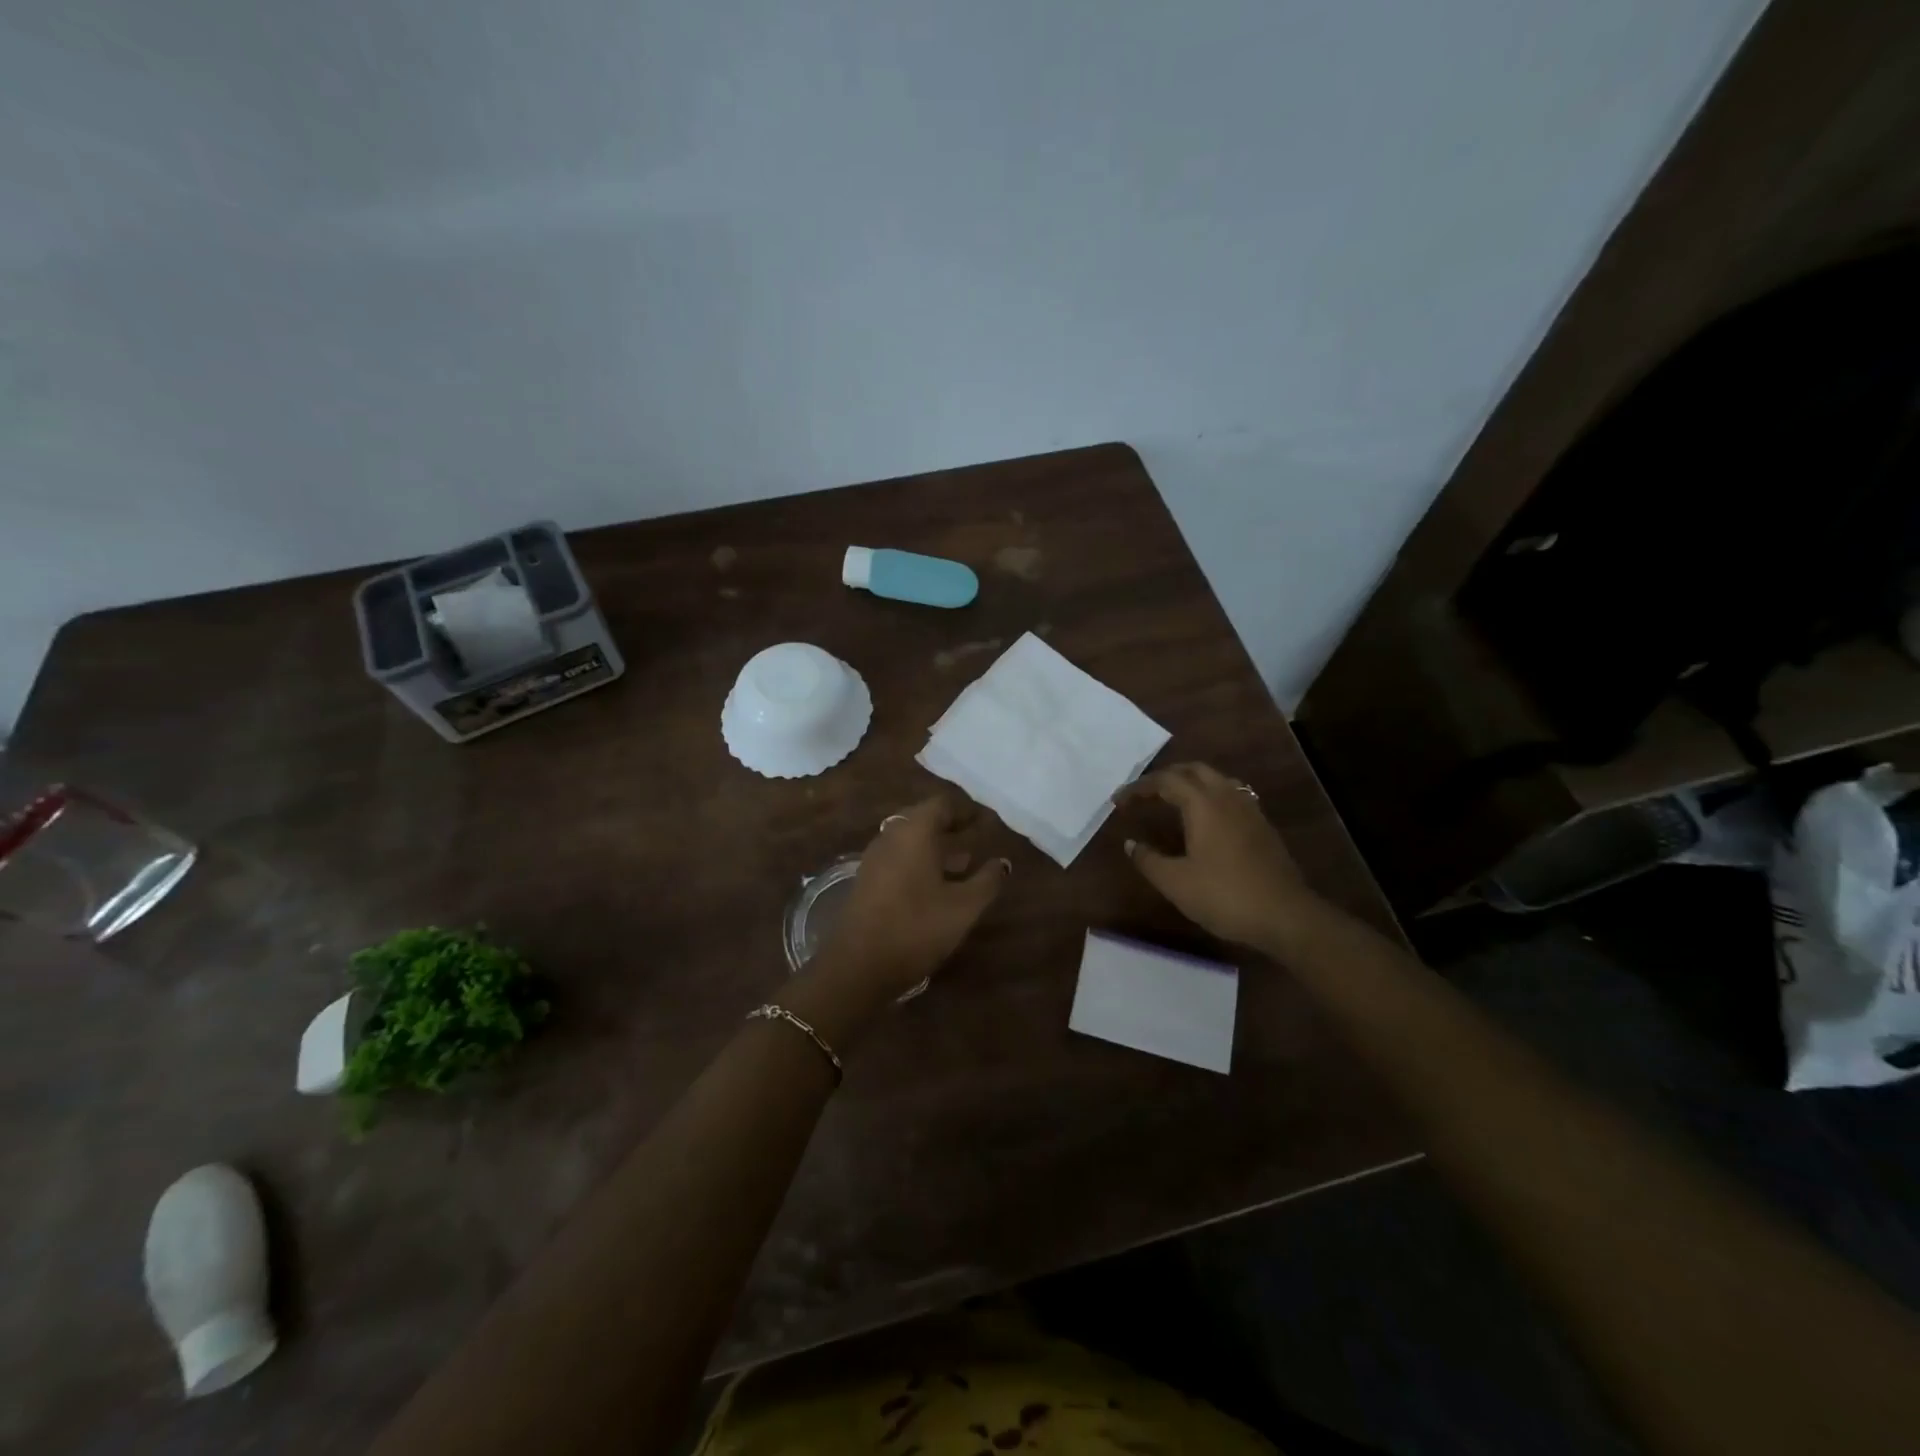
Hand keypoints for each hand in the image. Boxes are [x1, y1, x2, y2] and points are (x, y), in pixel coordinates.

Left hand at [808, 794, 1009, 1006]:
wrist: (858, 966)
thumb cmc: (917, 927)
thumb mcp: (963, 907)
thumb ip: (987, 880)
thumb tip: (1003, 862)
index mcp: (914, 832)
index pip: (941, 805)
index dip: (965, 811)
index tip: (985, 822)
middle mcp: (890, 837)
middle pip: (922, 820)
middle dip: (950, 828)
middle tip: (975, 839)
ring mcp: (874, 859)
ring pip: (909, 842)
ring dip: (935, 847)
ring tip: (963, 863)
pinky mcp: (866, 881)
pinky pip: (897, 859)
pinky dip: (918, 863)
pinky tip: (936, 887)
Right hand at [1119, 762, 1310, 949]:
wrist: (1286, 916)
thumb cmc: (1225, 896)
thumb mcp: (1176, 882)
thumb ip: (1148, 859)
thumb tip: (1131, 844)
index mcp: (1203, 804)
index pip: (1165, 781)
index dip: (1139, 787)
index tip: (1118, 801)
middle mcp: (1227, 797)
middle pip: (1193, 770)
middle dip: (1165, 776)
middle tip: (1144, 793)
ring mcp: (1249, 810)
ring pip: (1216, 780)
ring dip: (1190, 782)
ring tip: (1172, 799)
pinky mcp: (1262, 827)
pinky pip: (1231, 795)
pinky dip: (1209, 796)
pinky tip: (1205, 819)